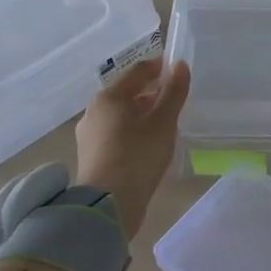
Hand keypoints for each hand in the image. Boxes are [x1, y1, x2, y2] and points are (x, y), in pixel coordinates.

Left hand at [75, 57, 190, 236]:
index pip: (137, 72)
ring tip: (165, 123)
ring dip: (142, 113)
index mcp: (109, 97)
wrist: (108, 204)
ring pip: (121, 115)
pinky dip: (133, 131)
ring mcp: (90, 134)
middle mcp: (94, 111)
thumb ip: (174, 93)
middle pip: (127, 93)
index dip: (159, 67)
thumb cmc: (138, 156)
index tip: (178, 69)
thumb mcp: (163, 122)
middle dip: (151, 93)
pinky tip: (148, 143)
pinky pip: (116, 133)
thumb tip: (180, 65)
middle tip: (175, 99)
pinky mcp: (92, 155)